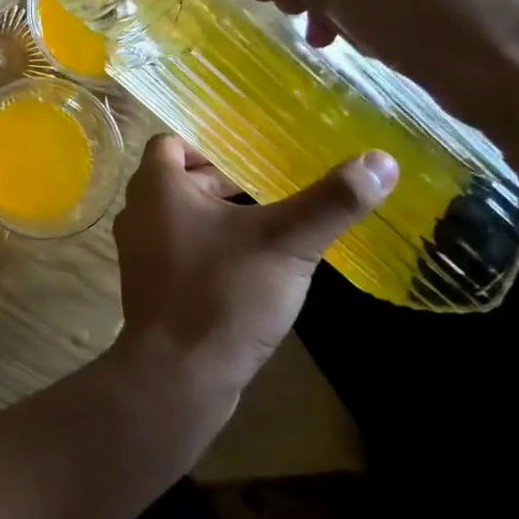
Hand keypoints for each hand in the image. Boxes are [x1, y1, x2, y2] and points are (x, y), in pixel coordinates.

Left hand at [111, 135, 395, 413]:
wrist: (177, 375)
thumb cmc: (223, 293)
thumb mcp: (286, 243)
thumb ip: (331, 201)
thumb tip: (381, 160)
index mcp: (156, 187)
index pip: (172, 143)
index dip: (209, 146)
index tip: (250, 159)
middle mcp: (137, 211)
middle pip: (178, 180)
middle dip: (221, 183)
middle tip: (270, 191)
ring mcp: (138, 251)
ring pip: (179, 218)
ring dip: (216, 218)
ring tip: (266, 228)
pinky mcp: (149, 286)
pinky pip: (177, 250)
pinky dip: (206, 248)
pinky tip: (247, 269)